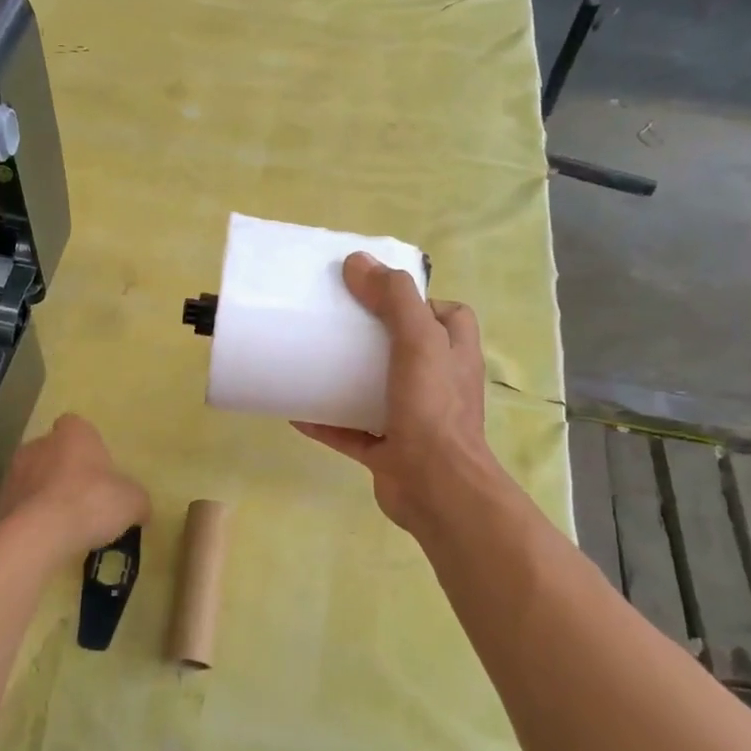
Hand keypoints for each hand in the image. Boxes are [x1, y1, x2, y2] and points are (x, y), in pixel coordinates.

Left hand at [0, 413, 150, 561]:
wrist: (38, 533)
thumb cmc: (91, 502)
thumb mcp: (133, 502)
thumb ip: (137, 500)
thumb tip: (140, 509)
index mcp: (73, 432)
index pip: (78, 427)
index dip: (89, 447)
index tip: (99, 470)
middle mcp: (39, 443)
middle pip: (55, 452)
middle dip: (66, 471)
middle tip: (86, 499)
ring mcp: (14, 471)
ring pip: (35, 478)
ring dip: (47, 494)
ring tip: (66, 523)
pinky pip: (21, 505)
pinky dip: (32, 517)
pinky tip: (47, 538)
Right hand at [294, 253, 500, 533]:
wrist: (436, 488)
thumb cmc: (433, 409)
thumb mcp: (419, 341)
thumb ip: (394, 299)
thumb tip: (358, 262)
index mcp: (454, 355)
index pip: (447, 316)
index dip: (418, 302)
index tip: (378, 296)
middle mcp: (438, 385)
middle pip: (407, 351)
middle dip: (374, 338)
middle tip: (336, 325)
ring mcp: (413, 420)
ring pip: (377, 392)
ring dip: (347, 380)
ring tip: (313, 362)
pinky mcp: (387, 451)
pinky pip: (351, 431)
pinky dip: (326, 421)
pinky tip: (296, 411)